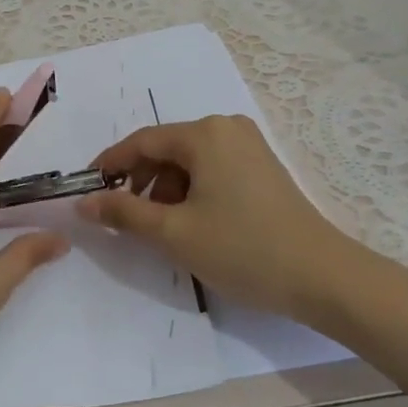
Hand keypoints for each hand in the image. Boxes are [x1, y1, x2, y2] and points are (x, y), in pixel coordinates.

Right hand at [80, 114, 378, 329]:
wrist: (324, 278)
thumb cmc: (243, 249)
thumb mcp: (174, 233)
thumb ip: (123, 212)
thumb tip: (83, 202)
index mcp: (204, 134)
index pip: (141, 142)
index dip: (109, 165)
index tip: (87, 189)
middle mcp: (226, 128)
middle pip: (165, 149)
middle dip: (139, 181)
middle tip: (123, 217)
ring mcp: (249, 146)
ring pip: (188, 161)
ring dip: (165, 189)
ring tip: (161, 228)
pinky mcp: (262, 168)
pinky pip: (211, 169)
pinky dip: (191, 191)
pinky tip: (191, 223)